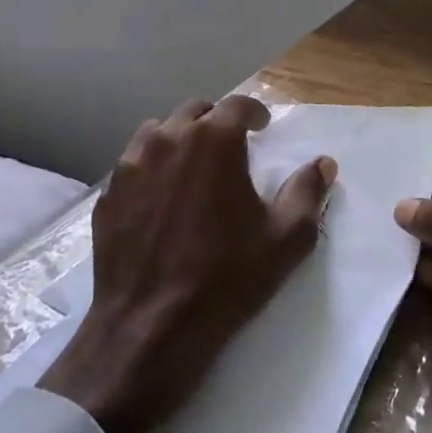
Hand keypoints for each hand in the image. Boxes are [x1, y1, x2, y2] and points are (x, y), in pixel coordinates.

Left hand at [40, 96, 336, 432]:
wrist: (151, 327)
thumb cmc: (227, 277)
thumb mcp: (286, 238)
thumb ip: (308, 192)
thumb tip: (323, 163)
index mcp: (213, 141)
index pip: (237, 104)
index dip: (254, 112)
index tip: (263, 127)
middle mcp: (168, 140)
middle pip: (195, 112)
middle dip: (216, 122)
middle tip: (231, 147)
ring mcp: (131, 166)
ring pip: (158, 133)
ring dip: (180, 139)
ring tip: (193, 167)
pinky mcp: (108, 195)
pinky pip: (133, 164)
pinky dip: (152, 167)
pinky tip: (161, 198)